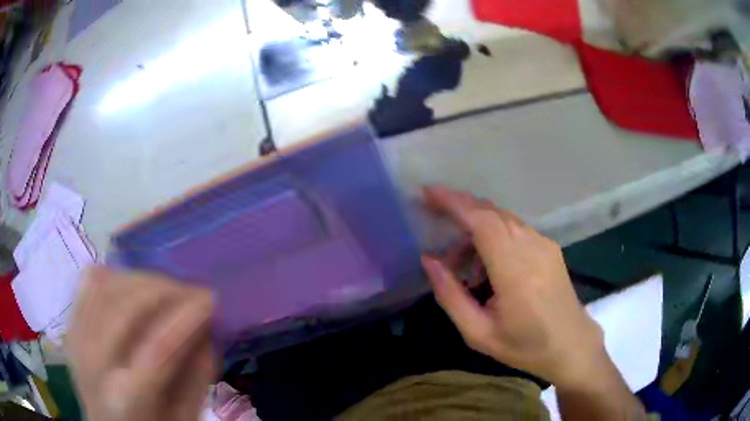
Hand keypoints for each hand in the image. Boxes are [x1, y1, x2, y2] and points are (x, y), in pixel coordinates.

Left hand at [68, 267, 214, 420]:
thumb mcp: (182, 418)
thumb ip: (196, 379)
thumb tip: (206, 330)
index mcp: (128, 399)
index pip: (158, 347)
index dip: (187, 316)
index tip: (212, 298)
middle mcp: (95, 363)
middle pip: (127, 309)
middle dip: (165, 290)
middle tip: (192, 292)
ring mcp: (78, 339)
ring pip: (106, 287)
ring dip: (142, 279)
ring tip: (167, 287)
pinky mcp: (72, 324)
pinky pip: (88, 283)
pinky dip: (114, 274)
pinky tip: (133, 283)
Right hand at [420, 185, 605, 388]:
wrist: (571, 344)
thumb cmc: (525, 346)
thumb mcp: (479, 333)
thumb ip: (451, 296)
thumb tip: (429, 260)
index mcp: (515, 271)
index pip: (483, 222)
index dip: (454, 203)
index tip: (428, 192)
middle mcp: (532, 247)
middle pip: (491, 213)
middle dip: (460, 206)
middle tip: (432, 213)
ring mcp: (544, 244)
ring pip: (503, 218)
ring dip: (476, 224)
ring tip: (458, 255)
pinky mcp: (550, 246)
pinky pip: (516, 227)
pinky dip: (493, 232)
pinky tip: (485, 259)